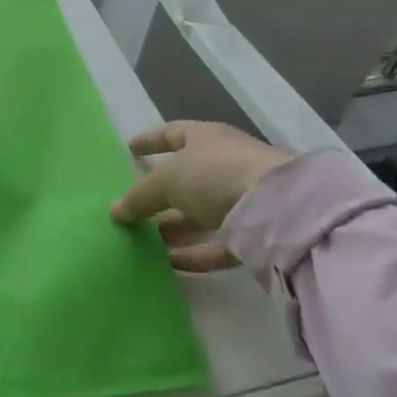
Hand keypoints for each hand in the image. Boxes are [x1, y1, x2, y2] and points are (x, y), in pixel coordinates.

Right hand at [110, 121, 291, 272]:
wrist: (281, 211)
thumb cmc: (215, 175)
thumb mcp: (167, 180)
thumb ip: (140, 196)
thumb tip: (114, 211)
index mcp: (205, 138)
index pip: (171, 134)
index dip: (149, 141)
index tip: (129, 148)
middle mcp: (224, 164)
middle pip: (186, 177)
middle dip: (160, 193)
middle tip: (133, 206)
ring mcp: (241, 198)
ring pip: (200, 213)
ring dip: (174, 226)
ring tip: (145, 240)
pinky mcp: (253, 233)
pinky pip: (217, 242)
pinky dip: (194, 252)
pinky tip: (170, 263)